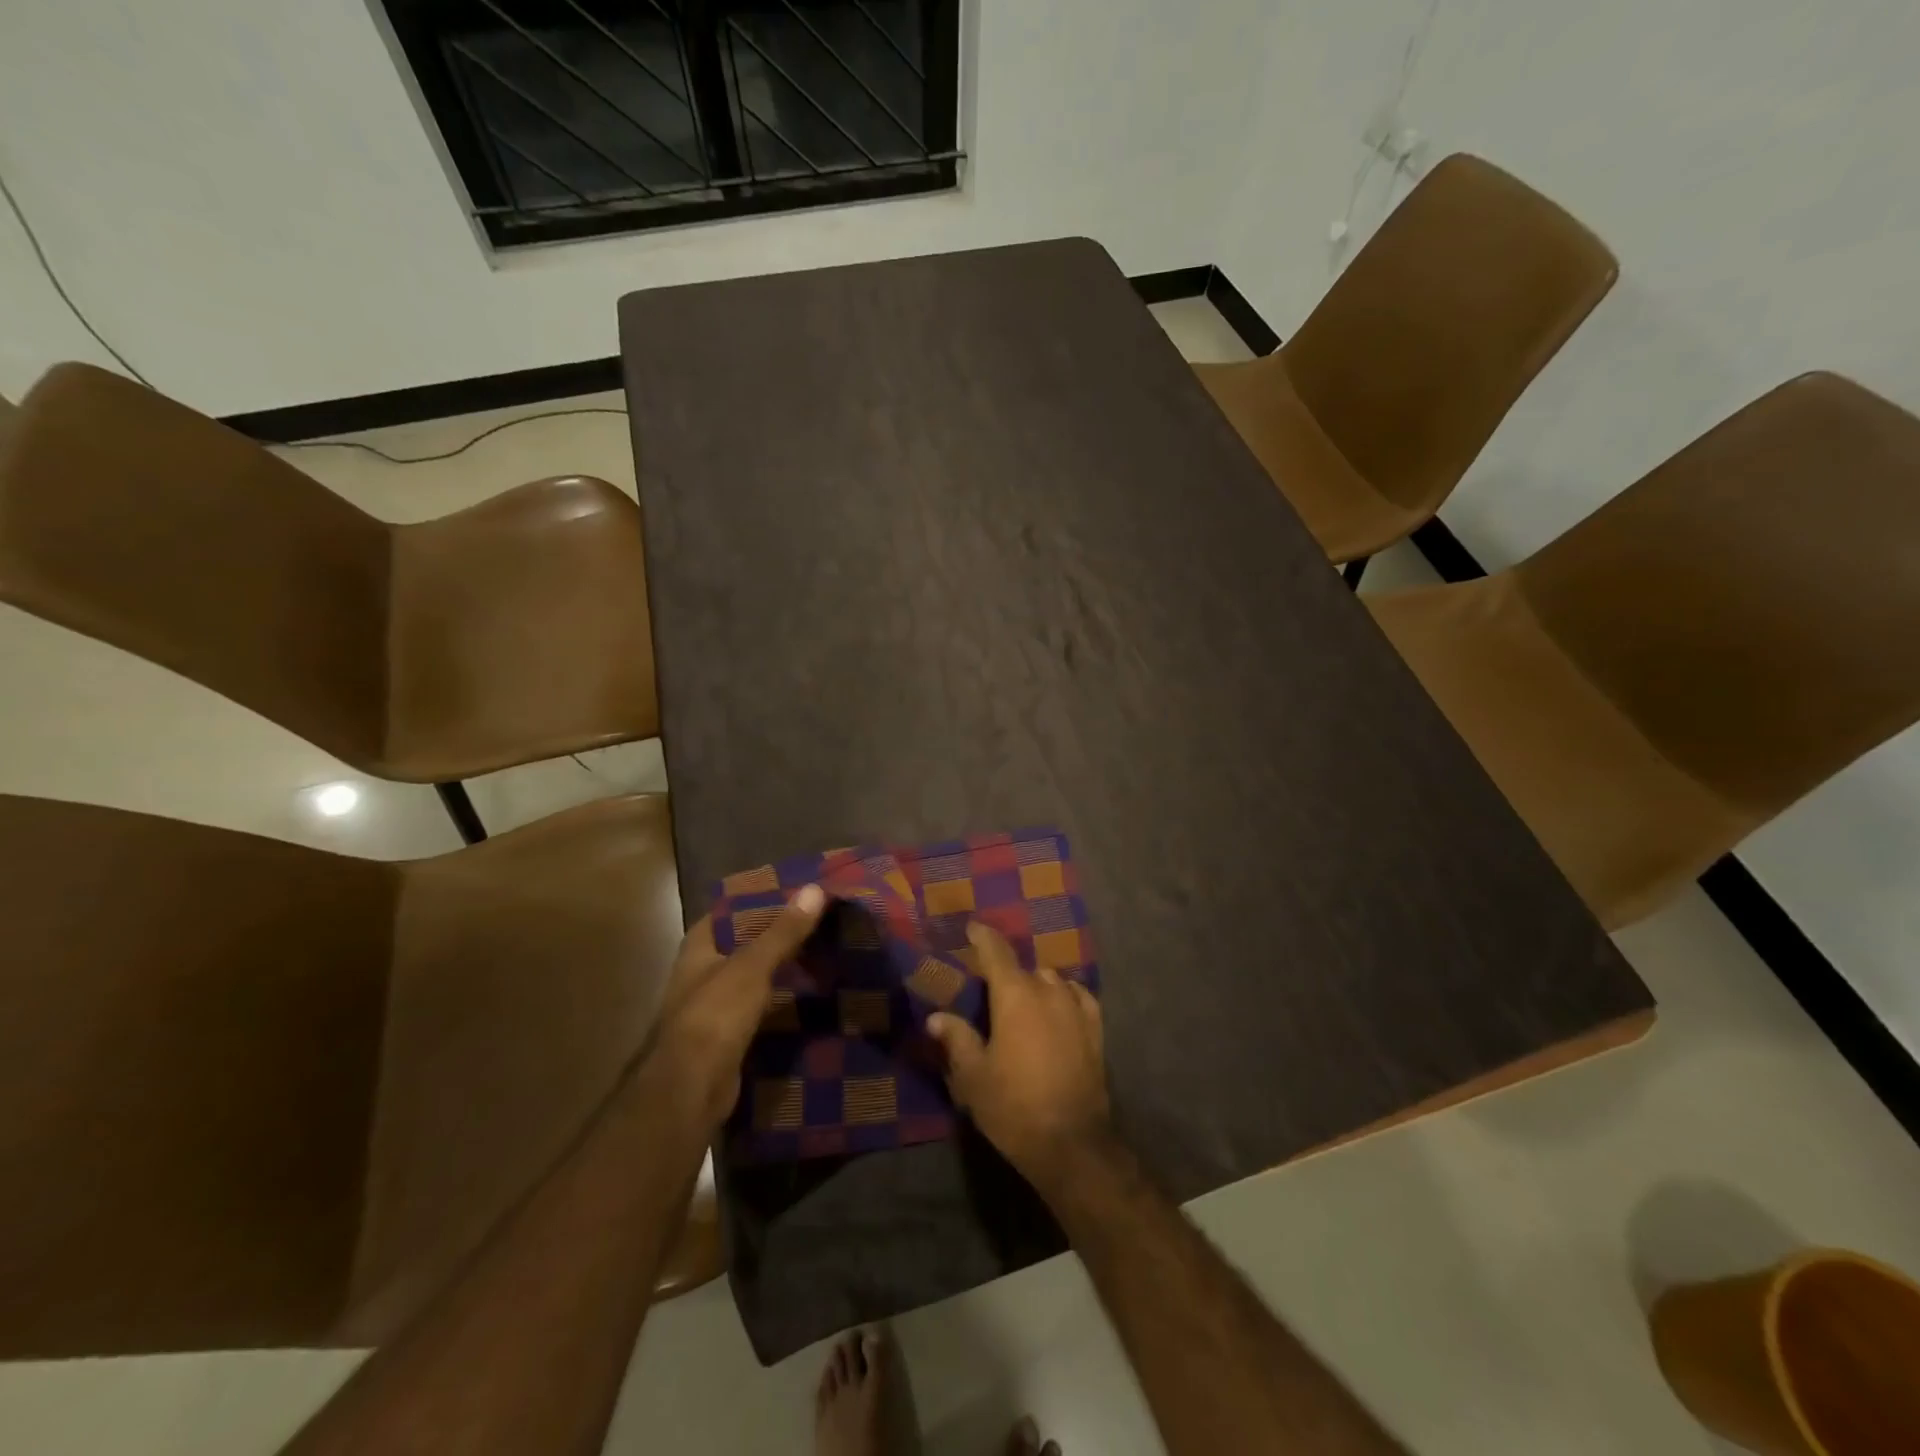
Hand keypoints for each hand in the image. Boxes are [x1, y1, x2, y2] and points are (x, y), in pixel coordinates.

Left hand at [647, 884, 826, 1127]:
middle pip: (745, 943)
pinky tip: (811, 994)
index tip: (797, 891)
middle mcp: (702, 973)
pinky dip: (783, 999)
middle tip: (820, 920)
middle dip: (778, 935)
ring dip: (783, 968)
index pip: (729, 911)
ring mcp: (714, 1006)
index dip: (760, 900)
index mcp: (699, 948)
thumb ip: (783, 931)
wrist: (692, 1089)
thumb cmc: (715, 1014)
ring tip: (824, 953)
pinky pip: (761, 1007)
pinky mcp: (729, 1036)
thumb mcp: (753, 966)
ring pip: (755, 977)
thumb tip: (815, 887)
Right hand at [925, 921, 1109, 1177]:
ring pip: (1052, 981)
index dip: (983, 937)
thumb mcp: (973, 1077)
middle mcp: (1048, 991)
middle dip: (1007, 973)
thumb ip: (957, 1039)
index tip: (973, 927)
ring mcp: (1076, 1008)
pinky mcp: (1096, 1029)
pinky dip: (1066, 995)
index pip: (996, 952)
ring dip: (1036, 985)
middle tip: (991, 990)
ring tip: (1024, 1002)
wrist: (1071, 1143)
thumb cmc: (1013, 1107)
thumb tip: (936, 1018)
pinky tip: (1060, 1005)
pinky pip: (1079, 997)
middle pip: (1024, 969)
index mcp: (1014, 996)